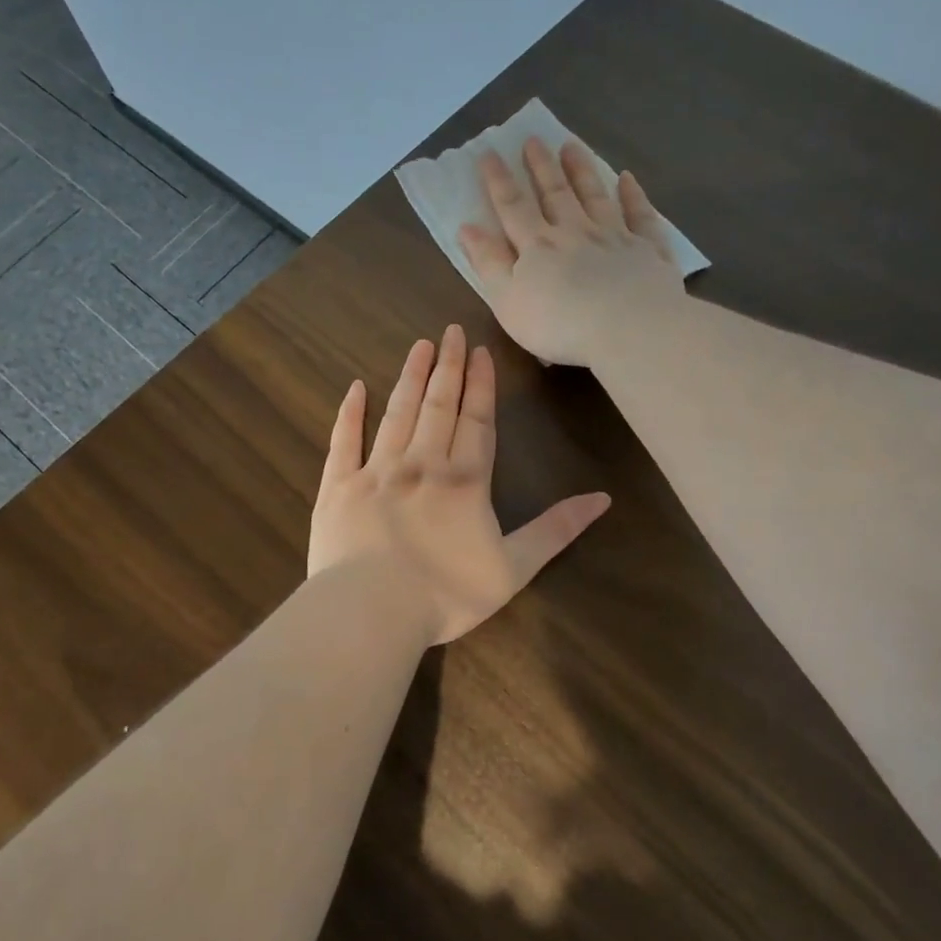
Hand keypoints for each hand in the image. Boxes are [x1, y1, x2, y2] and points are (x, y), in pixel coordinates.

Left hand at [308, 325, 610, 645]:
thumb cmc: (447, 594)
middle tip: (450, 331)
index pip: (477, 421)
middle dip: (448, 367)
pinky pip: (343, 441)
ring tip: (418, 347)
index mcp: (464, 481)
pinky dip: (349, 413)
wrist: (372, 610)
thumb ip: (556, 530)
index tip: (481, 351)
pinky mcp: (338, 487)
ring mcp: (376, 472)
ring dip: (409, 378)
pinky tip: (355, 388)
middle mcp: (421, 464)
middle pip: (438, 406)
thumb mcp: (514, 568)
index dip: (481, 385)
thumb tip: (603, 499)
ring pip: (397, 413)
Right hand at [458, 138, 686, 367]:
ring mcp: (614, 237)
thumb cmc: (559, 324)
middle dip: (541, 166)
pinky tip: (627, 179)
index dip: (498, 180)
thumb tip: (467, 227)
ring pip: (595, 196)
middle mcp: (575, 232)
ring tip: (571, 145)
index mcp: (537, 246)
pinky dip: (633, 195)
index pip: (512, 207)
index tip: (489, 152)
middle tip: (533, 139)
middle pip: (555, 194)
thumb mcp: (507, 301)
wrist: (628, 327)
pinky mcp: (647, 250)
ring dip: (582, 170)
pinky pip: (640, 216)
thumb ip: (488, 263)